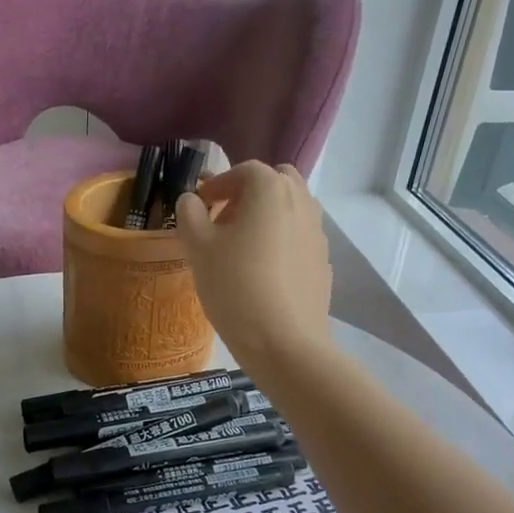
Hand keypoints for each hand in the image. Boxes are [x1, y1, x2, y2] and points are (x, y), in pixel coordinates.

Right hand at [175, 161, 332, 366]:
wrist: (284, 342)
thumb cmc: (235, 287)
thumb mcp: (199, 249)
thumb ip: (190, 215)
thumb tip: (191, 200)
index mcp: (271, 190)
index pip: (244, 170)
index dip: (219, 184)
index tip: (200, 206)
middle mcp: (302, 202)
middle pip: (276, 182)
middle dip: (249, 194)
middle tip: (224, 221)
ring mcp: (318, 233)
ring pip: (292, 209)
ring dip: (267, 216)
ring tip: (242, 247)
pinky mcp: (323, 262)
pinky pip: (299, 239)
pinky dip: (281, 242)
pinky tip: (263, 273)